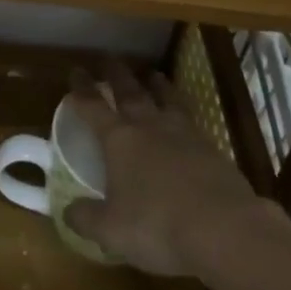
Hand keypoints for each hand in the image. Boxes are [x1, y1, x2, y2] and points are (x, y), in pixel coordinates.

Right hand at [63, 60, 271, 277]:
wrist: (223, 227)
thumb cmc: (157, 226)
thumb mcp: (112, 231)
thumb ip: (87, 219)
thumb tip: (67, 212)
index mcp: (119, 140)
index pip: (93, 106)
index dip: (81, 89)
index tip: (76, 72)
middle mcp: (149, 127)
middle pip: (130, 92)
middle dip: (117, 75)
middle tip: (111, 59)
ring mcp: (183, 134)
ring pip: (166, 99)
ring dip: (157, 85)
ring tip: (153, 74)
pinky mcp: (211, 148)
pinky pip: (191, 120)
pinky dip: (183, 113)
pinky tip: (185, 120)